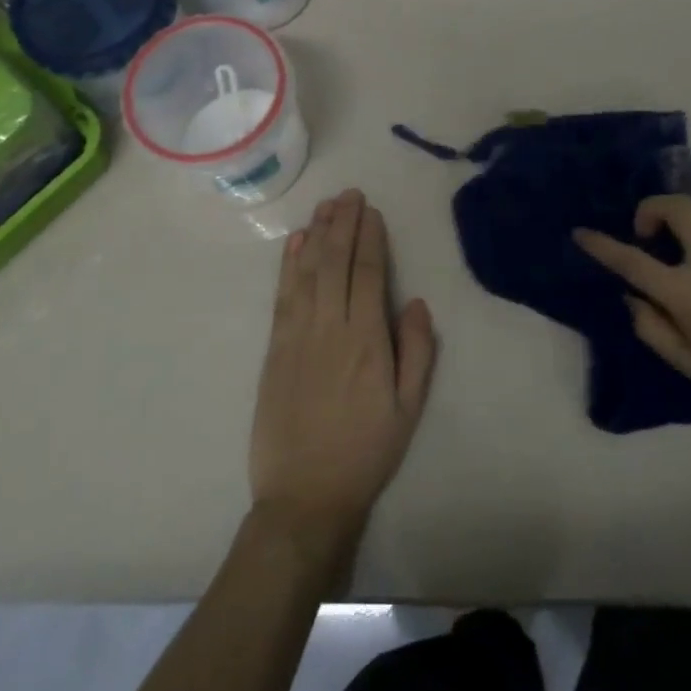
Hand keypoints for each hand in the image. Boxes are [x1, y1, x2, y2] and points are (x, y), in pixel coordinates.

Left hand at [249, 189, 436, 557]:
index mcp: (366, 340)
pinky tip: (295, 243)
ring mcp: (296, 336)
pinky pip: (282, 295)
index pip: (367, 274)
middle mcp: (329, 327)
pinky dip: (289, 265)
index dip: (369, 238)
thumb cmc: (365, 452)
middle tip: (350, 194)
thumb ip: (417, 352)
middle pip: (335, 262)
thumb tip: (415, 302)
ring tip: (326, 206)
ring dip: (317, 234)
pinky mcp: (274, 349)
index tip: (372, 212)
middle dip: (344, 224)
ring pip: (307, 272)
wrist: (305, 496)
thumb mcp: (409, 409)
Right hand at [574, 196, 690, 452]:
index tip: (582, 234)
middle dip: (652, 209)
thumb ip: (653, 327)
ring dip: (690, 215)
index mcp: (689, 295)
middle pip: (677, 207)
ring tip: (688, 241)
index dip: (602, 245)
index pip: (632, 260)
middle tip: (648, 233)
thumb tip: (631, 296)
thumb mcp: (690, 367)